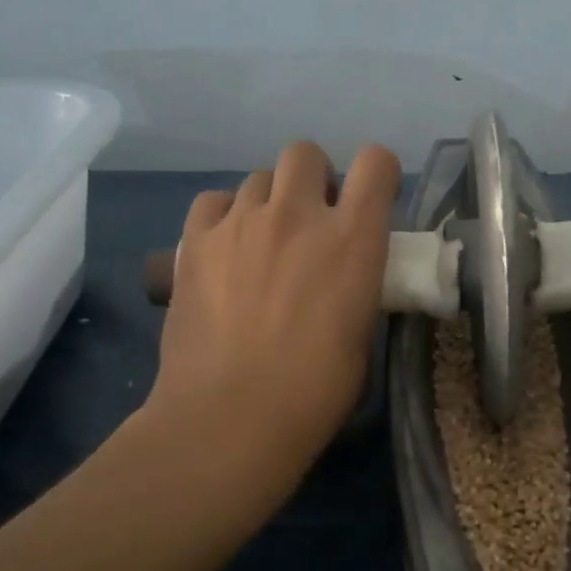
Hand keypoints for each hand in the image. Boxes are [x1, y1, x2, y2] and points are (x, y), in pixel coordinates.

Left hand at [147, 140, 400, 480]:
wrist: (231, 417)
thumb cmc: (315, 391)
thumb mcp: (361, 333)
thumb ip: (358, 284)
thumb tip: (346, 273)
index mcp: (352, 239)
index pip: (375, 162)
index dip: (376, 173)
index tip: (370, 200)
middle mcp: (297, 215)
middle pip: (305, 153)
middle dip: (314, 179)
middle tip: (311, 221)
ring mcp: (240, 223)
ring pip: (258, 177)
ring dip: (270, 202)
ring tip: (263, 243)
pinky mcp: (194, 241)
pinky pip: (214, 201)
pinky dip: (226, 216)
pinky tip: (226, 249)